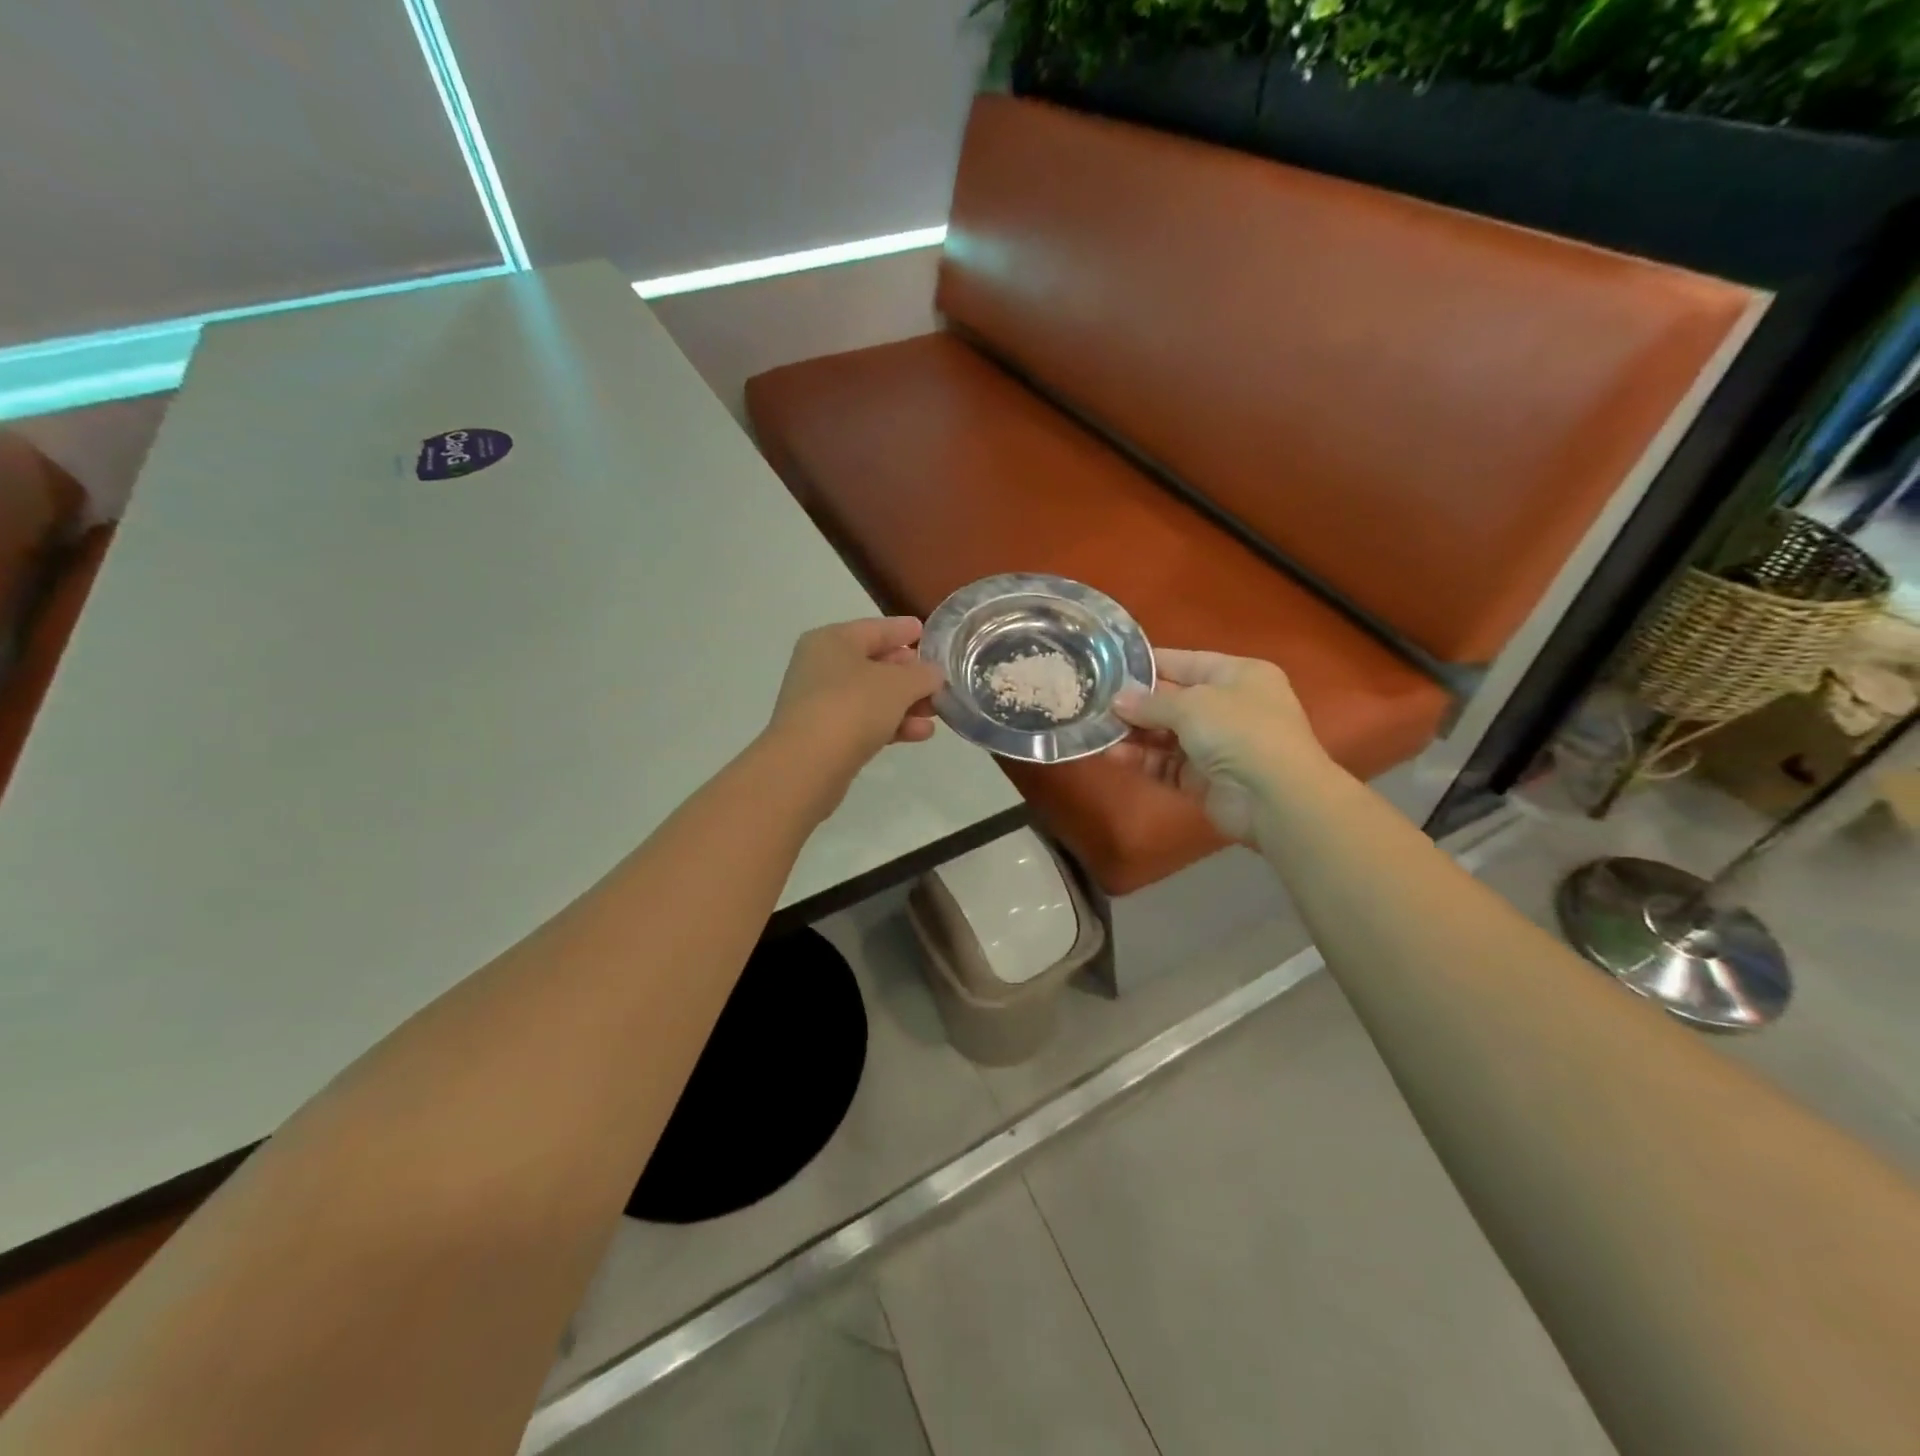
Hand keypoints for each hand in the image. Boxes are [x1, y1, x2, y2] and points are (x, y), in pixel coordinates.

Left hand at [765, 617, 945, 808]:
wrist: (807, 765)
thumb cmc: (852, 707)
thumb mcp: (898, 685)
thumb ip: (922, 675)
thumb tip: (932, 674)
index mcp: (832, 641)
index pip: (875, 629)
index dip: (903, 630)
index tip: (926, 632)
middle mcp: (821, 667)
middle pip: (874, 664)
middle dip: (909, 674)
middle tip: (939, 679)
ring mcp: (821, 703)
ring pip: (872, 697)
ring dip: (905, 703)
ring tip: (937, 711)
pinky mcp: (825, 736)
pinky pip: (865, 722)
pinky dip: (892, 725)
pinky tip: (921, 733)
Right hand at [1110, 650, 1325, 842]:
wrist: (1274, 796)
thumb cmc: (1239, 730)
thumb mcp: (1191, 704)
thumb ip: (1150, 702)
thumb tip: (1117, 701)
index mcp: (1238, 675)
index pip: (1185, 662)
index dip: (1148, 664)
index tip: (1109, 666)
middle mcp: (1229, 707)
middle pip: (1173, 701)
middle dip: (1136, 703)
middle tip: (1095, 703)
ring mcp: (1217, 745)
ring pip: (1167, 735)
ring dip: (1135, 733)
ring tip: (1099, 731)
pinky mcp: (1204, 779)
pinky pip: (1167, 764)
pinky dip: (1143, 759)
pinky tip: (1114, 755)